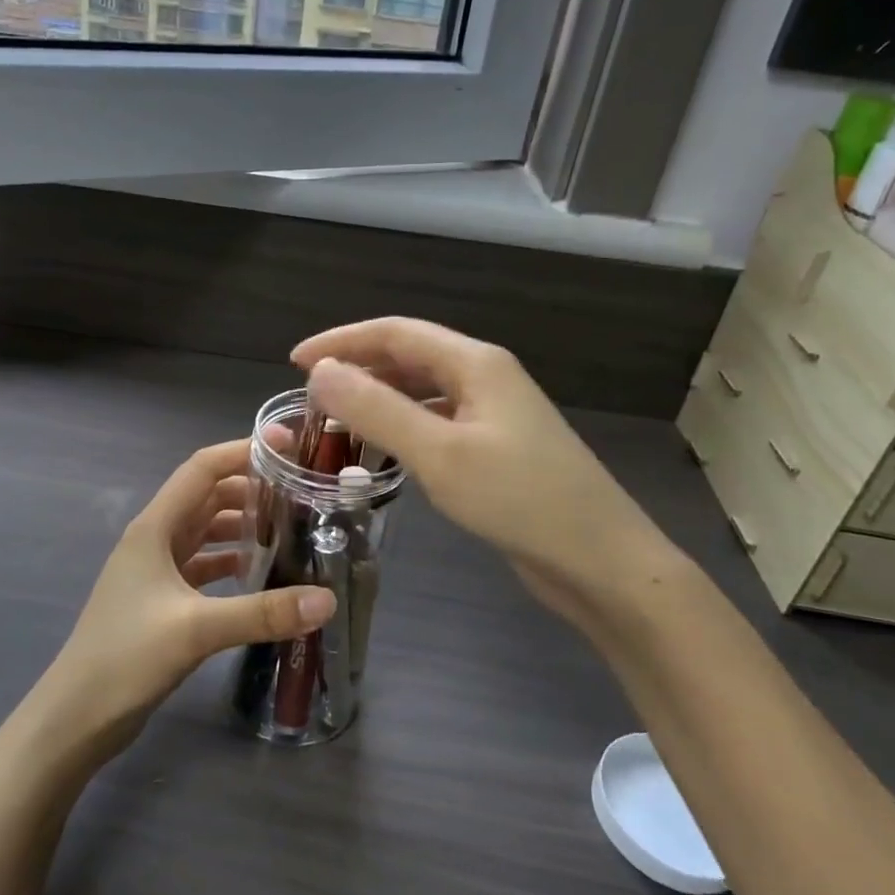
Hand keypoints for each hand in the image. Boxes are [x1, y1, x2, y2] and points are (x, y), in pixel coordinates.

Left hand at [34, 438, 335, 762]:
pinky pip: (204, 565)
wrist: (76, 718)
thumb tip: (327, 599)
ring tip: (292, 528)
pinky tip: (262, 574)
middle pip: (208, 497)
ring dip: (244, 526)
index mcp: (155, 528)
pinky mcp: (162, 600)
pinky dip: (232, 562)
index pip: (202, 469)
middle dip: (252, 488)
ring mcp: (157, 570)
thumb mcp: (196, 630)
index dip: (242, 451)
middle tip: (302, 492)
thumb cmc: (126, 658)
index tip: (288, 446)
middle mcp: (155, 539)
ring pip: (207, 532)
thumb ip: (262, 612)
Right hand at [292, 318, 676, 623]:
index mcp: (476, 363)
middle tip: (309, 397)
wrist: (600, 561)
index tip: (293, 363)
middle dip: (358, 368)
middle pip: (410, 357)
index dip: (342, 342)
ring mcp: (495, 415)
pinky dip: (402, 428)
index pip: (395, 333)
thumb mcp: (439, 453)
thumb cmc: (520, 500)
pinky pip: (437, 423)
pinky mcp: (497, 449)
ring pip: (423, 391)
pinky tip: (382, 452)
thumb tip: (320, 373)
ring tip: (336, 420)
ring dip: (379, 398)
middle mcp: (486, 378)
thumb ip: (377, 410)